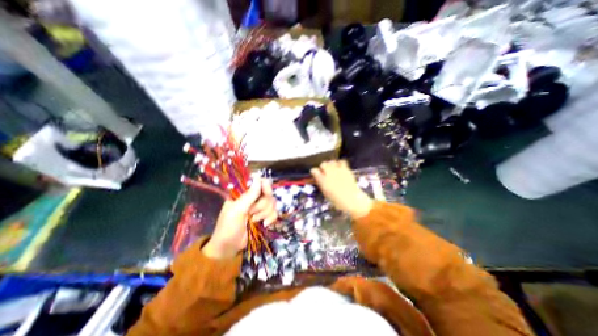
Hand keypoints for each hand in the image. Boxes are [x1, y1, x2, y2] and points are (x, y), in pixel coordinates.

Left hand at [201, 178, 275, 258]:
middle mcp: (254, 199)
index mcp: (244, 194)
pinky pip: (275, 213)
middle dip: (262, 206)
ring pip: (273, 204)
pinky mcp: (265, 217)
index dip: (266, 186)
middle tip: (251, 214)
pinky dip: (271, 219)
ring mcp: (260, 208)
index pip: (260, 182)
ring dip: (265, 214)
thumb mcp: (237, 210)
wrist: (229, 248)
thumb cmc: (228, 227)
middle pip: (269, 194)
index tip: (266, 193)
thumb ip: (249, 195)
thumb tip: (259, 178)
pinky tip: (264, 225)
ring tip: (254, 221)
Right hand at [311, 159, 372, 218]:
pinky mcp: (345, 169)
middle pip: (323, 164)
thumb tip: (319, 179)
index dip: (314, 171)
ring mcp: (337, 170)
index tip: (315, 173)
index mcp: (322, 180)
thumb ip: (321, 183)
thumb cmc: (337, 199)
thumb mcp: (325, 193)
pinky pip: (341, 161)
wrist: (350, 199)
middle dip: (323, 167)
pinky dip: (339, 163)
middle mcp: (329, 173)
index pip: (314, 171)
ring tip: (332, 168)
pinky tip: (340, 167)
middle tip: (324, 171)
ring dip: (331, 164)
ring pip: (331, 162)